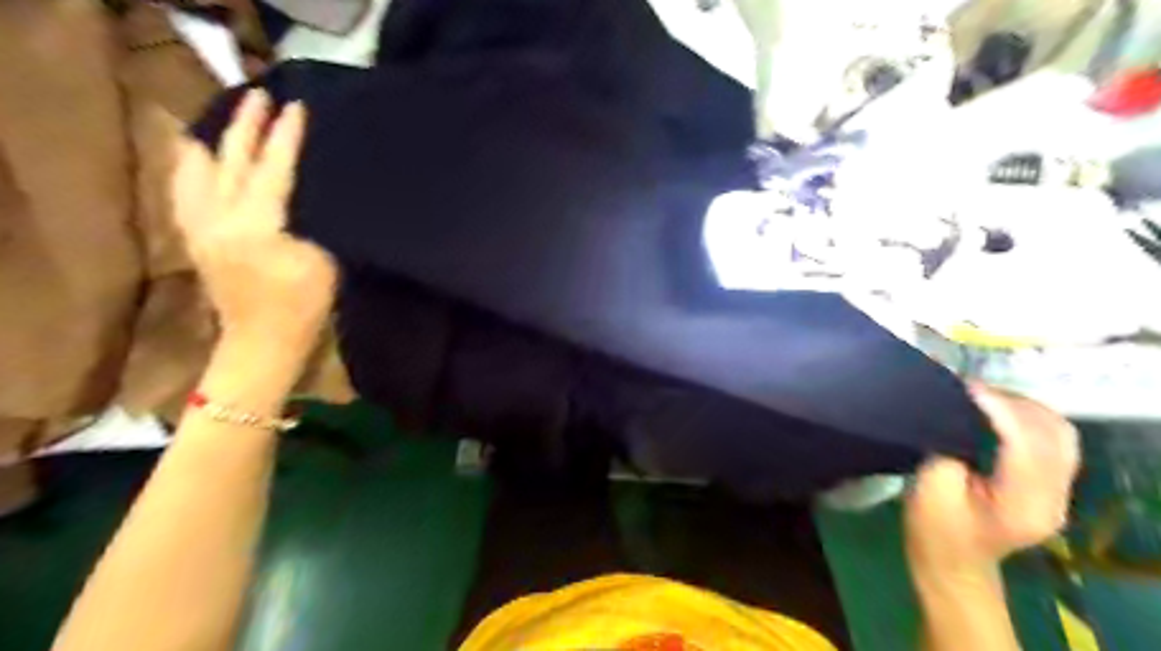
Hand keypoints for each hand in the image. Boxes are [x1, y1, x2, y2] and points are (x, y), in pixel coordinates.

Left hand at [170, 90, 336, 349]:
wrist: (263, 342)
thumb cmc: (303, 307)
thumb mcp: (323, 262)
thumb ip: (309, 223)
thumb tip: (304, 195)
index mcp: (256, 226)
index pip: (272, 170)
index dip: (285, 138)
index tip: (295, 107)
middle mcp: (219, 219)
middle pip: (231, 162)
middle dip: (246, 126)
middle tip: (259, 96)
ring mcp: (200, 228)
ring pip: (199, 171)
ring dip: (216, 141)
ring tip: (225, 120)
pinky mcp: (196, 238)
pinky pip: (184, 191)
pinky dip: (191, 167)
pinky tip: (198, 156)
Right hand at [906, 385, 1078, 575]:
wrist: (952, 564)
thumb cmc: (934, 528)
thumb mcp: (932, 488)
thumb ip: (950, 448)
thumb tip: (958, 413)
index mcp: (1024, 503)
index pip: (1027, 443)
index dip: (1000, 407)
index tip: (965, 386)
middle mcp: (1055, 497)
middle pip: (1053, 433)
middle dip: (1013, 402)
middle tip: (971, 389)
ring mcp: (1059, 493)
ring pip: (1061, 433)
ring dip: (1024, 407)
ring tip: (985, 397)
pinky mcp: (1051, 486)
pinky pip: (1054, 441)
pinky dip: (1029, 419)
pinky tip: (999, 412)